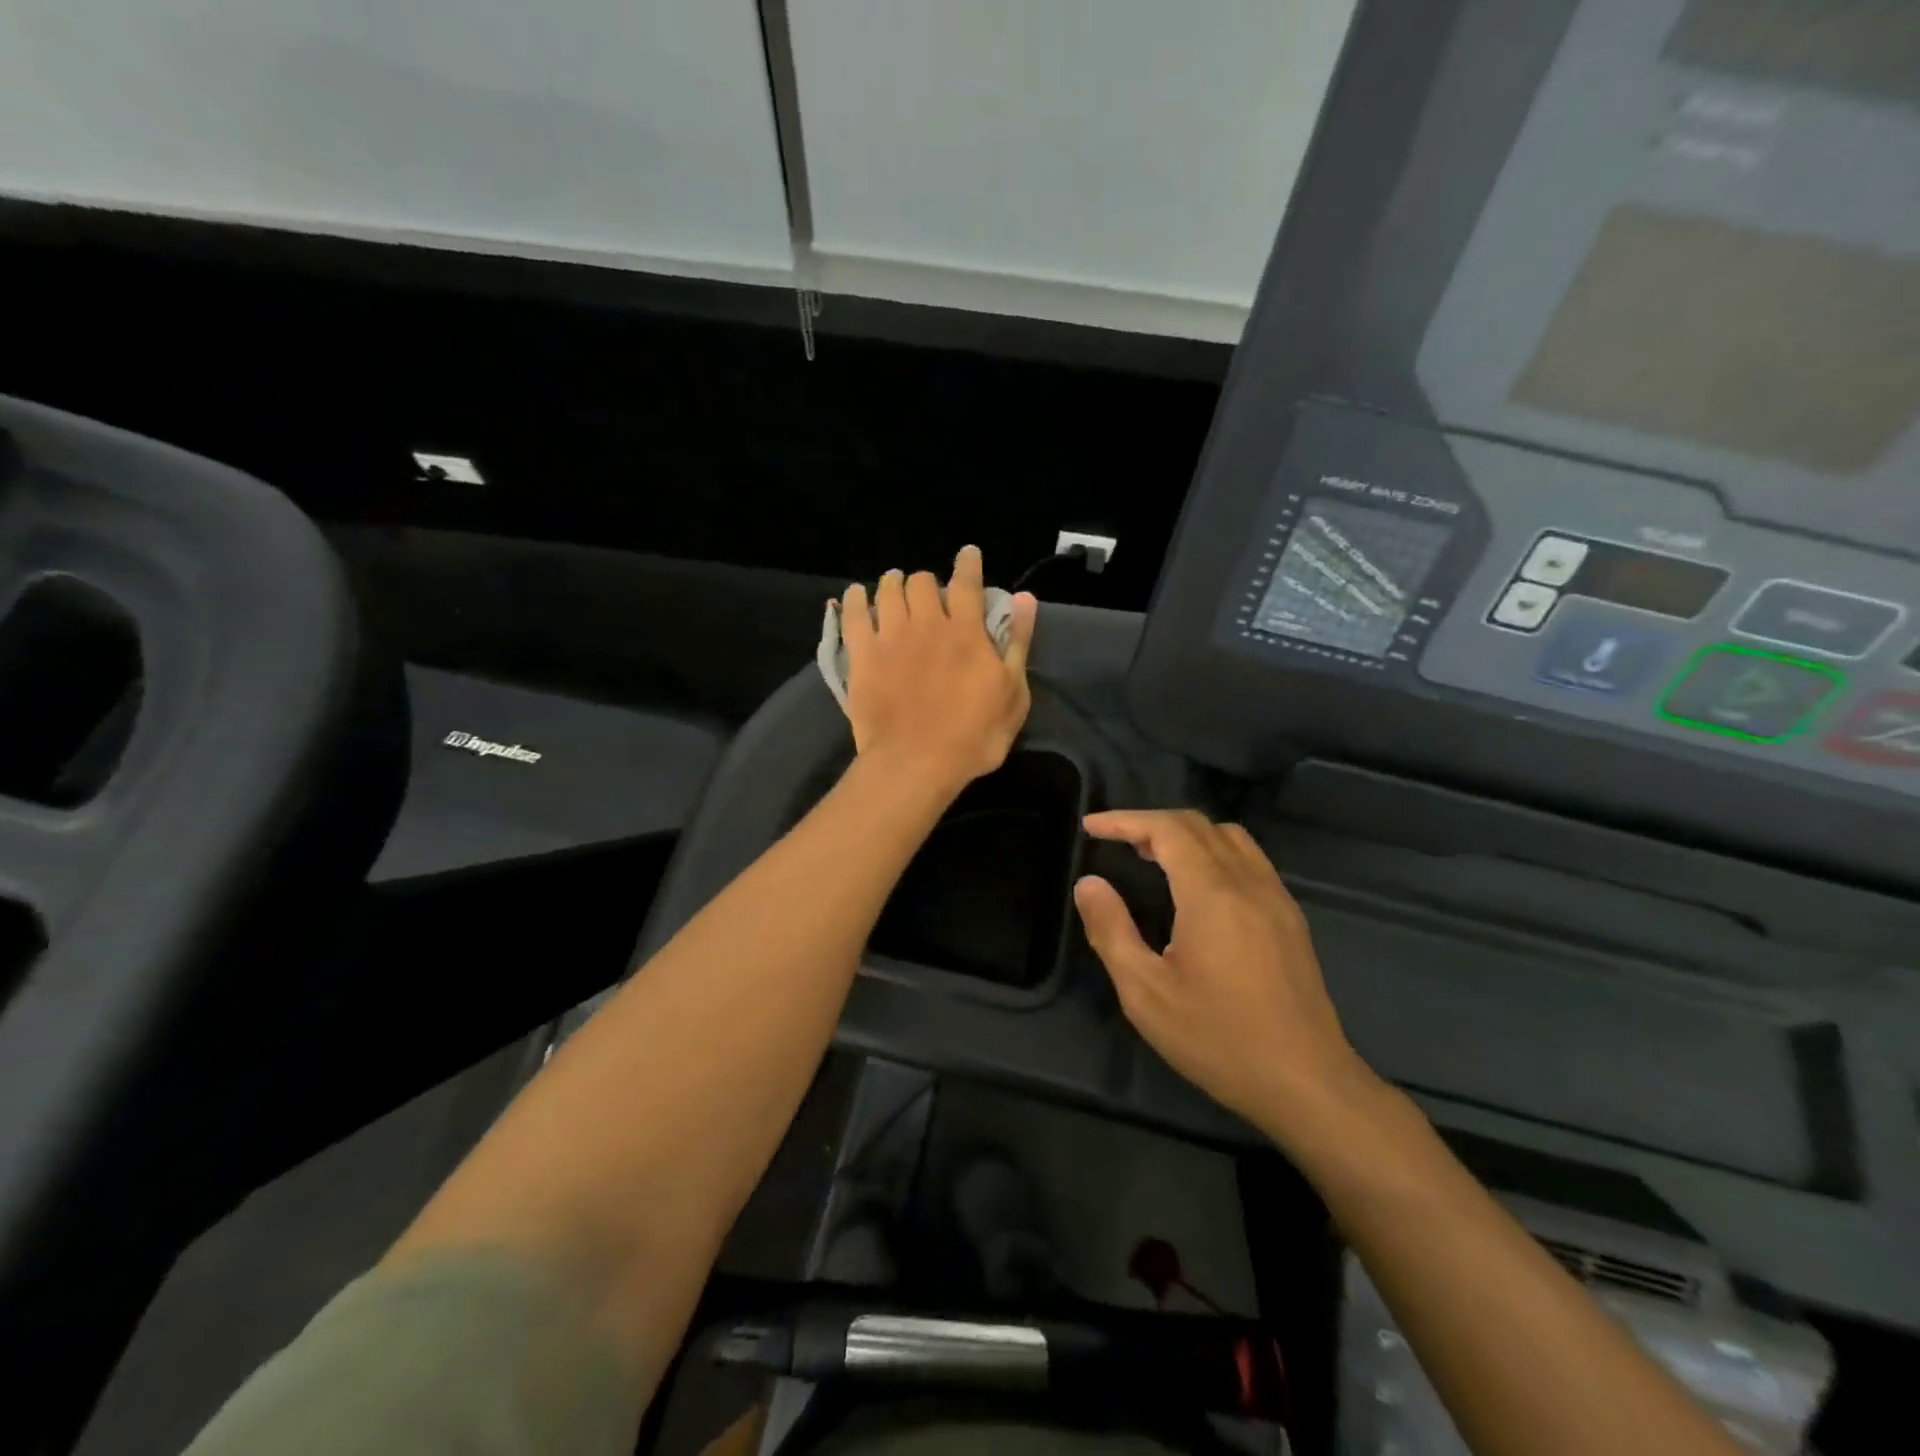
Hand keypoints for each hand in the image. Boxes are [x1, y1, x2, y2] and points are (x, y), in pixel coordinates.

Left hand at [840, 546, 1037, 793]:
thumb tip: (1025, 598)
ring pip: (888, 589)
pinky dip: (854, 599)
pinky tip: (856, 595)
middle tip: (928, 594)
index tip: (968, 554)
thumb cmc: (974, 736)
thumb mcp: (1013, 695)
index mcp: (967, 632)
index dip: (968, 564)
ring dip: (893, 583)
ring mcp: (891, 637)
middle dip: (927, 581)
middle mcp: (928, 624)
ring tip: (894, 586)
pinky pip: (853, 614)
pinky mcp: (863, 655)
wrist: (916, 762)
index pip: (967, 583)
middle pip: (922, 582)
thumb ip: (1017, 643)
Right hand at [1073, 809, 1379, 1136]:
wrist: (1307, 1083)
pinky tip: (1197, 885)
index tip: (1090, 826)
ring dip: (1186, 833)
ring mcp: (1276, 897)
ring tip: (1151, 855)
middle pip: (1198, 825)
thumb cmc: (1219, 1039)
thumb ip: (1111, 930)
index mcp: (1211, 893)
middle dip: (1151, 822)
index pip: (1166, 829)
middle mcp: (1248, 882)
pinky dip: (1213, 851)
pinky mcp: (1290, 918)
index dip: (1125, 820)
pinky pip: (1249, 859)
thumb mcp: (1146, 993)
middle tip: (1114, 840)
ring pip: (1229, 837)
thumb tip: (1089, 884)